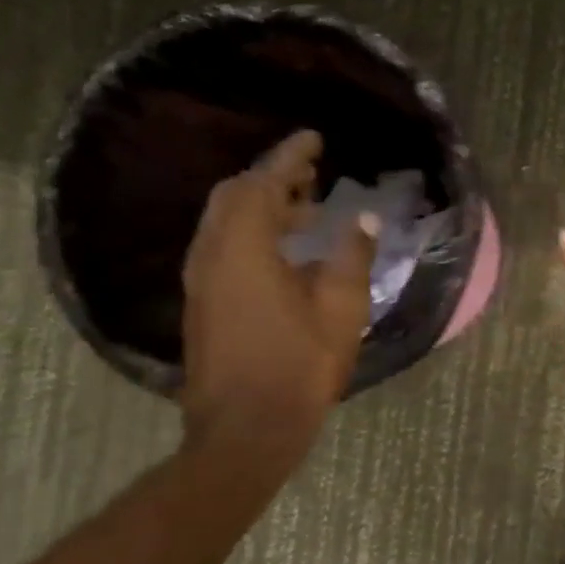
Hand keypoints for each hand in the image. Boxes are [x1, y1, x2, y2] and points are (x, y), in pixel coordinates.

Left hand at [179, 130, 375, 458]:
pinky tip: (287, 249)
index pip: (263, 185)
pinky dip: (254, 231)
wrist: (247, 426)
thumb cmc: (300, 364)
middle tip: (313, 172)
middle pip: (234, 196)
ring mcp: (202, 280)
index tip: (314, 137)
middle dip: (272, 177)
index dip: (290, 157)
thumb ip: (351, 256)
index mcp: (244, 249)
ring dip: (263, 205)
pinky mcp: (205, 301)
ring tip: (307, 207)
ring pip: (225, 221)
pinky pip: (224, 245)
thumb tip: (361, 219)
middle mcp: (212, 255)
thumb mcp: (340, 308)